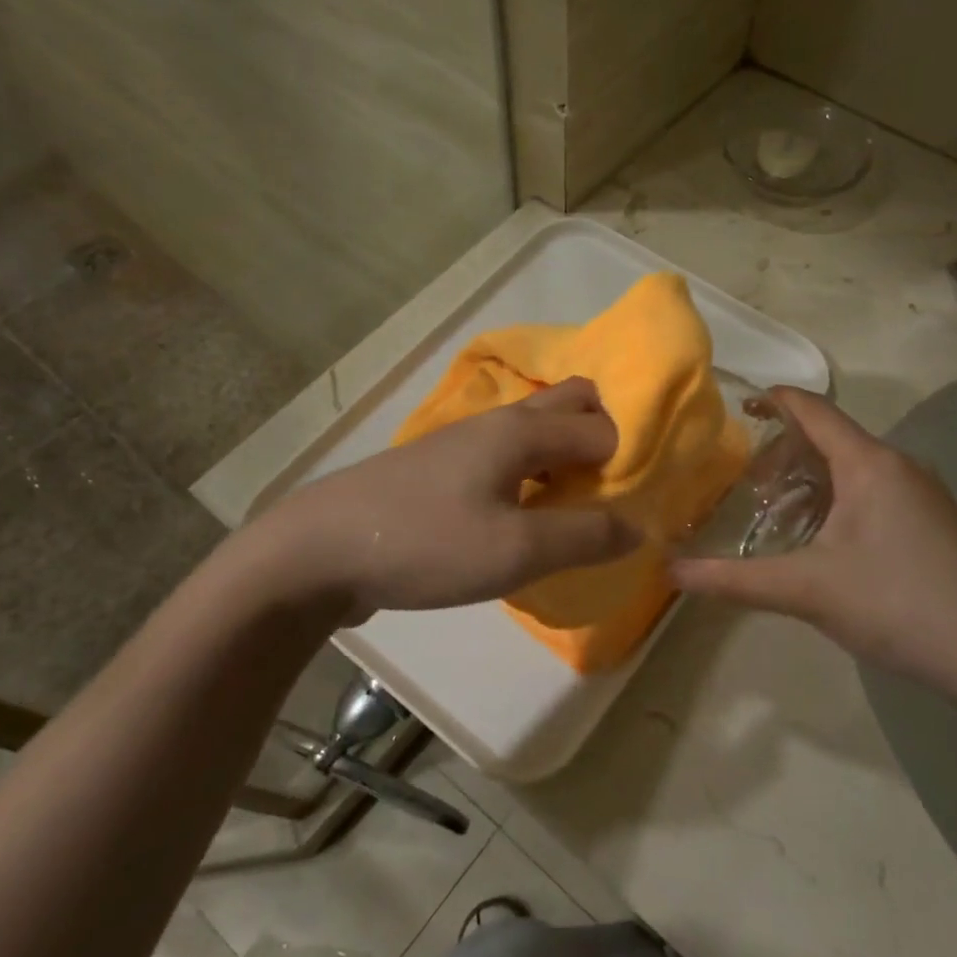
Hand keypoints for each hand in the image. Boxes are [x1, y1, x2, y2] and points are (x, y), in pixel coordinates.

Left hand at [231, 377, 640, 619]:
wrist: (317, 551)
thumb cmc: (424, 543)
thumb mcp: (515, 552)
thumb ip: (584, 538)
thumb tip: (640, 527)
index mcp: (520, 430)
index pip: (601, 425)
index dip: (628, 459)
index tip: (637, 505)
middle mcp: (496, 424)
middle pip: (567, 405)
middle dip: (600, 439)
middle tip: (611, 495)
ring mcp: (463, 444)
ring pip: (534, 433)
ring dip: (564, 460)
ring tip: (576, 513)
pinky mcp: (440, 471)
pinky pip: (505, 459)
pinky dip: (532, 477)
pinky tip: (523, 521)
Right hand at [669, 388, 956, 704]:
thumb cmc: (898, 605)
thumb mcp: (806, 591)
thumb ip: (734, 580)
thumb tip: (671, 573)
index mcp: (868, 464)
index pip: (813, 410)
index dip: (776, 400)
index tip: (741, 403)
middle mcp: (898, 467)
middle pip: (831, 438)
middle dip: (785, 453)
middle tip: (748, 483)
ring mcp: (923, 496)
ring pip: (854, 470)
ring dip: (812, 482)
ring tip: (778, 515)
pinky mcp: (936, 525)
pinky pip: (875, 493)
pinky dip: (838, 502)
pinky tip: (824, 543)